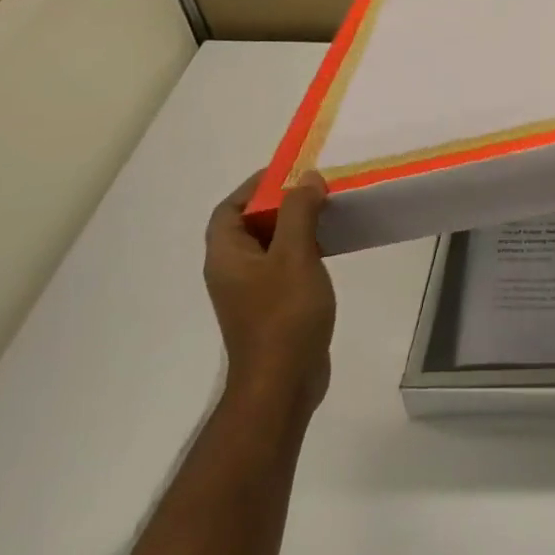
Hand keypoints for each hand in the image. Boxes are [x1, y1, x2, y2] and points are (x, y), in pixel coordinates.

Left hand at [204, 171, 336, 416]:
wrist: (283, 382)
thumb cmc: (284, 315)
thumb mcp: (294, 255)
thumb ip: (299, 212)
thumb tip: (307, 178)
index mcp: (226, 256)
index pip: (229, 209)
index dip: (255, 186)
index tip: (289, 172)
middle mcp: (232, 271)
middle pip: (250, 226)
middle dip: (280, 204)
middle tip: (315, 190)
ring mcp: (251, 293)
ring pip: (269, 247)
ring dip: (294, 228)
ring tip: (326, 214)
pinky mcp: (272, 309)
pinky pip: (283, 268)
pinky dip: (302, 252)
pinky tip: (328, 251)